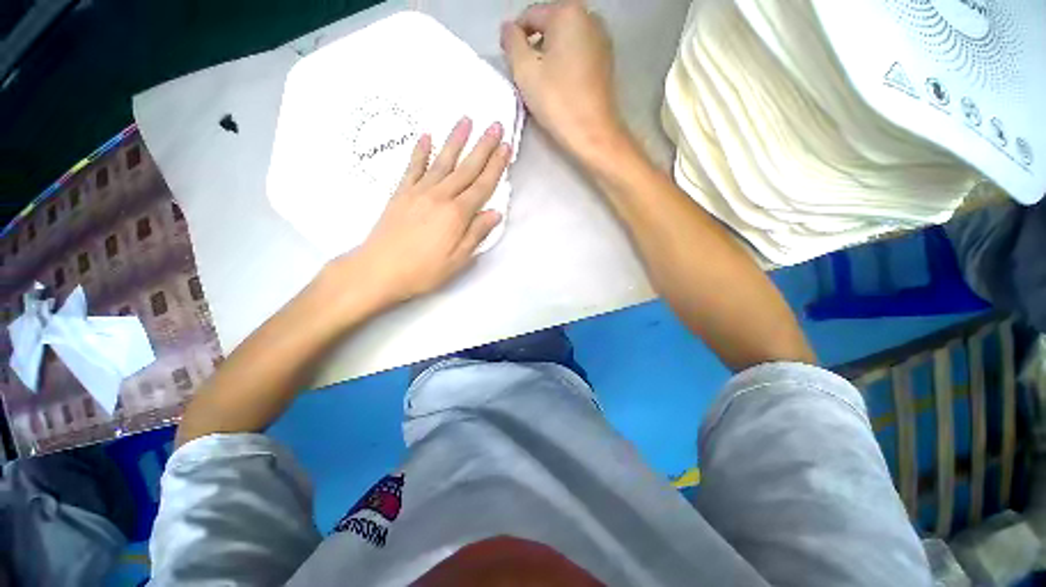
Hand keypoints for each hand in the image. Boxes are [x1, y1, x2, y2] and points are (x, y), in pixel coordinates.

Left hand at [327, 117, 510, 311]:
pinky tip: (426, 136)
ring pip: (442, 161)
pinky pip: (413, 167)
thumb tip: (495, 213)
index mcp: (457, 214)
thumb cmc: (423, 270)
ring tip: (466, 119)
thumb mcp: (458, 260)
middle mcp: (440, 196)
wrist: (379, 269)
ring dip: (455, 140)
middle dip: (483, 146)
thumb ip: (477, 234)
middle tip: (495, 125)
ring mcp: (418, 191)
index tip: (506, 146)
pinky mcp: (401, 193)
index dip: (496, 166)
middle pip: (466, 168)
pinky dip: (420, 151)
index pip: (482, 185)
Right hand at [500, 1, 625, 159]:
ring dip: (548, 58)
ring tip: (542, 85)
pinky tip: (560, 88)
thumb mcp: (524, 69)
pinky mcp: (606, 63)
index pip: (530, 17)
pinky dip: (564, 66)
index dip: (514, 38)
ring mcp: (601, 40)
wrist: (593, 133)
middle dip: (533, 49)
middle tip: (526, 78)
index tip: (509, 63)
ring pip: (563, 43)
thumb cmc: (557, 100)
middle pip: (549, 27)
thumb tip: (509, 29)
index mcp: (568, 12)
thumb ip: (512, 42)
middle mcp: (589, 18)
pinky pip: (577, 56)